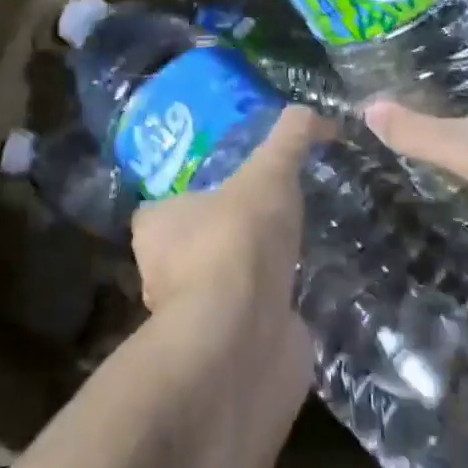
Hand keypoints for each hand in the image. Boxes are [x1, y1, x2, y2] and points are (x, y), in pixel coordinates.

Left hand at [131, 105, 323, 322]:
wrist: (242, 340)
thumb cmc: (237, 242)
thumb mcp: (268, 172)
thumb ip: (289, 138)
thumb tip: (312, 112)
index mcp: (155, 228)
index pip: (165, 206)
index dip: (196, 195)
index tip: (233, 188)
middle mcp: (163, 276)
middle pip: (192, 247)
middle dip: (225, 237)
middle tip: (267, 220)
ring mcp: (193, 320)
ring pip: (219, 288)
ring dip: (249, 278)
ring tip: (289, 256)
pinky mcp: (222, 356)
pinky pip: (246, 326)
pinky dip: (268, 315)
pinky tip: (296, 300)